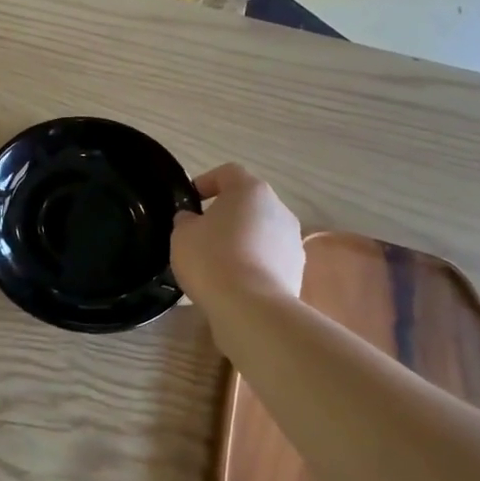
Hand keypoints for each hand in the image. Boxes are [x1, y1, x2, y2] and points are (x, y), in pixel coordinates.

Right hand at [170, 163, 306, 305]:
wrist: (251, 307)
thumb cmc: (212, 259)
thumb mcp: (182, 234)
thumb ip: (186, 220)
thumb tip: (193, 220)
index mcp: (250, 190)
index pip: (228, 173)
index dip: (206, 182)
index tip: (190, 200)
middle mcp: (278, 209)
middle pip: (249, 202)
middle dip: (226, 214)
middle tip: (201, 232)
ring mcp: (292, 240)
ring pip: (261, 231)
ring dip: (242, 239)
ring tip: (218, 261)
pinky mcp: (297, 269)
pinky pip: (270, 257)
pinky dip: (254, 263)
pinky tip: (235, 281)